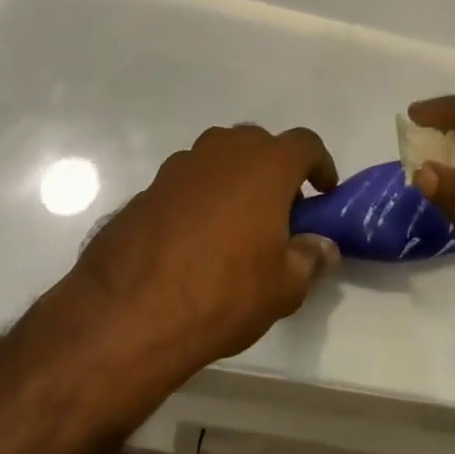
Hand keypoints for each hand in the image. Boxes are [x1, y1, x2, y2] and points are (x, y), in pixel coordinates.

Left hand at [71, 124, 340, 375]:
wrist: (131, 310)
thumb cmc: (224, 292)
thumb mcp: (283, 288)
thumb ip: (309, 259)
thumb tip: (323, 247)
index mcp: (266, 165)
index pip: (305, 144)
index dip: (319, 164)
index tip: (323, 192)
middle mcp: (225, 151)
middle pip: (259, 143)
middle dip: (275, 168)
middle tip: (280, 209)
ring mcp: (182, 165)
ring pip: (220, 157)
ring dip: (235, 178)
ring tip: (237, 223)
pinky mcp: (149, 186)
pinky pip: (189, 180)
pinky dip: (201, 196)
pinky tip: (196, 236)